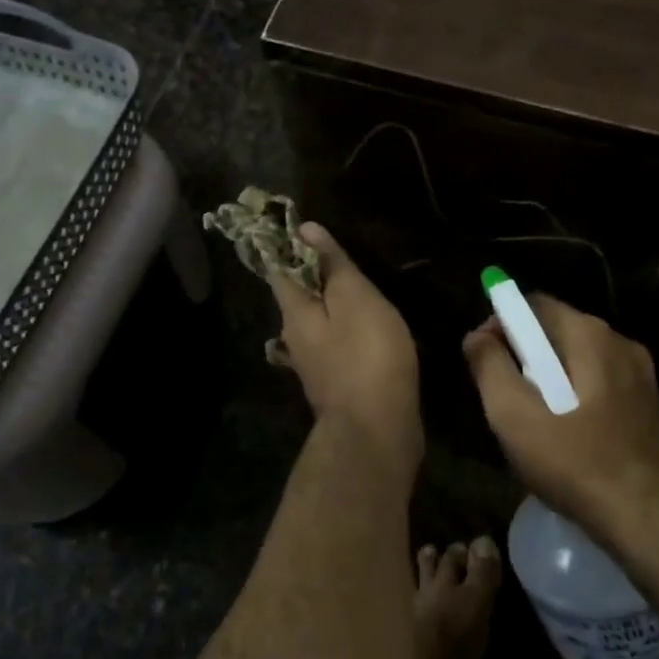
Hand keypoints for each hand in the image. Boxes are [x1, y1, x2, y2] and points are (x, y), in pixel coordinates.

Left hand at [269, 223, 423, 476]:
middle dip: (314, 275)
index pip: (281, 268)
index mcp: (295, 312)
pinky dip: (348, 331)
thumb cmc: (367, 355)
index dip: (290, 245)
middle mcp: (296, 338)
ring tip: (360, 288)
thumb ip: (332, 264)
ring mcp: (315, 365)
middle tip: (341, 254)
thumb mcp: (354, 298)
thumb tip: (304, 228)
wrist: (377, 432)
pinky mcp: (337, 384)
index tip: (303, 226)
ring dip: (334, 304)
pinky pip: (337, 345)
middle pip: (299, 297)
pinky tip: (368, 329)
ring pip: (319, 323)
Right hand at [463, 295, 658, 549]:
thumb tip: (477, 335)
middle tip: (503, 394)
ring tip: (531, 419)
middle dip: (524, 353)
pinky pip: (600, 383)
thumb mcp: (514, 416)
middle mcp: (621, 343)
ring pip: (579, 360)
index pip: (534, 305)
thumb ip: (490, 367)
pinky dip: (575, 396)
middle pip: (557, 331)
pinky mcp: (651, 406)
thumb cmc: (575, 464)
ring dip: (549, 378)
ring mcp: (641, 375)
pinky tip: (566, 435)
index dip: (501, 323)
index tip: (483, 357)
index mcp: (590, 335)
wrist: (648, 522)